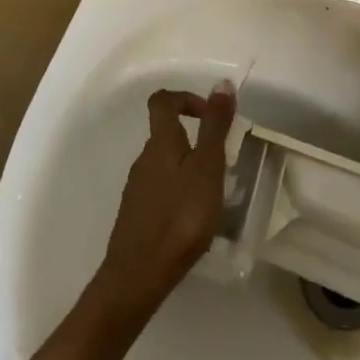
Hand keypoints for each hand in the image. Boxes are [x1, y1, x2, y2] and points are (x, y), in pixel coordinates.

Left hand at [90, 83, 236, 324]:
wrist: (138, 275)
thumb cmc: (180, 216)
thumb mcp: (207, 167)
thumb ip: (215, 126)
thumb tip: (221, 84)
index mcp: (161, 142)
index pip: (163, 101)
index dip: (187, 98)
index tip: (210, 115)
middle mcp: (144, 158)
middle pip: (167, 134)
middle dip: (196, 140)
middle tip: (222, 164)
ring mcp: (137, 187)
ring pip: (165, 164)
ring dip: (189, 169)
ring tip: (213, 196)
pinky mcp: (137, 214)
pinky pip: (161, 190)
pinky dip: (179, 193)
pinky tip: (194, 221)